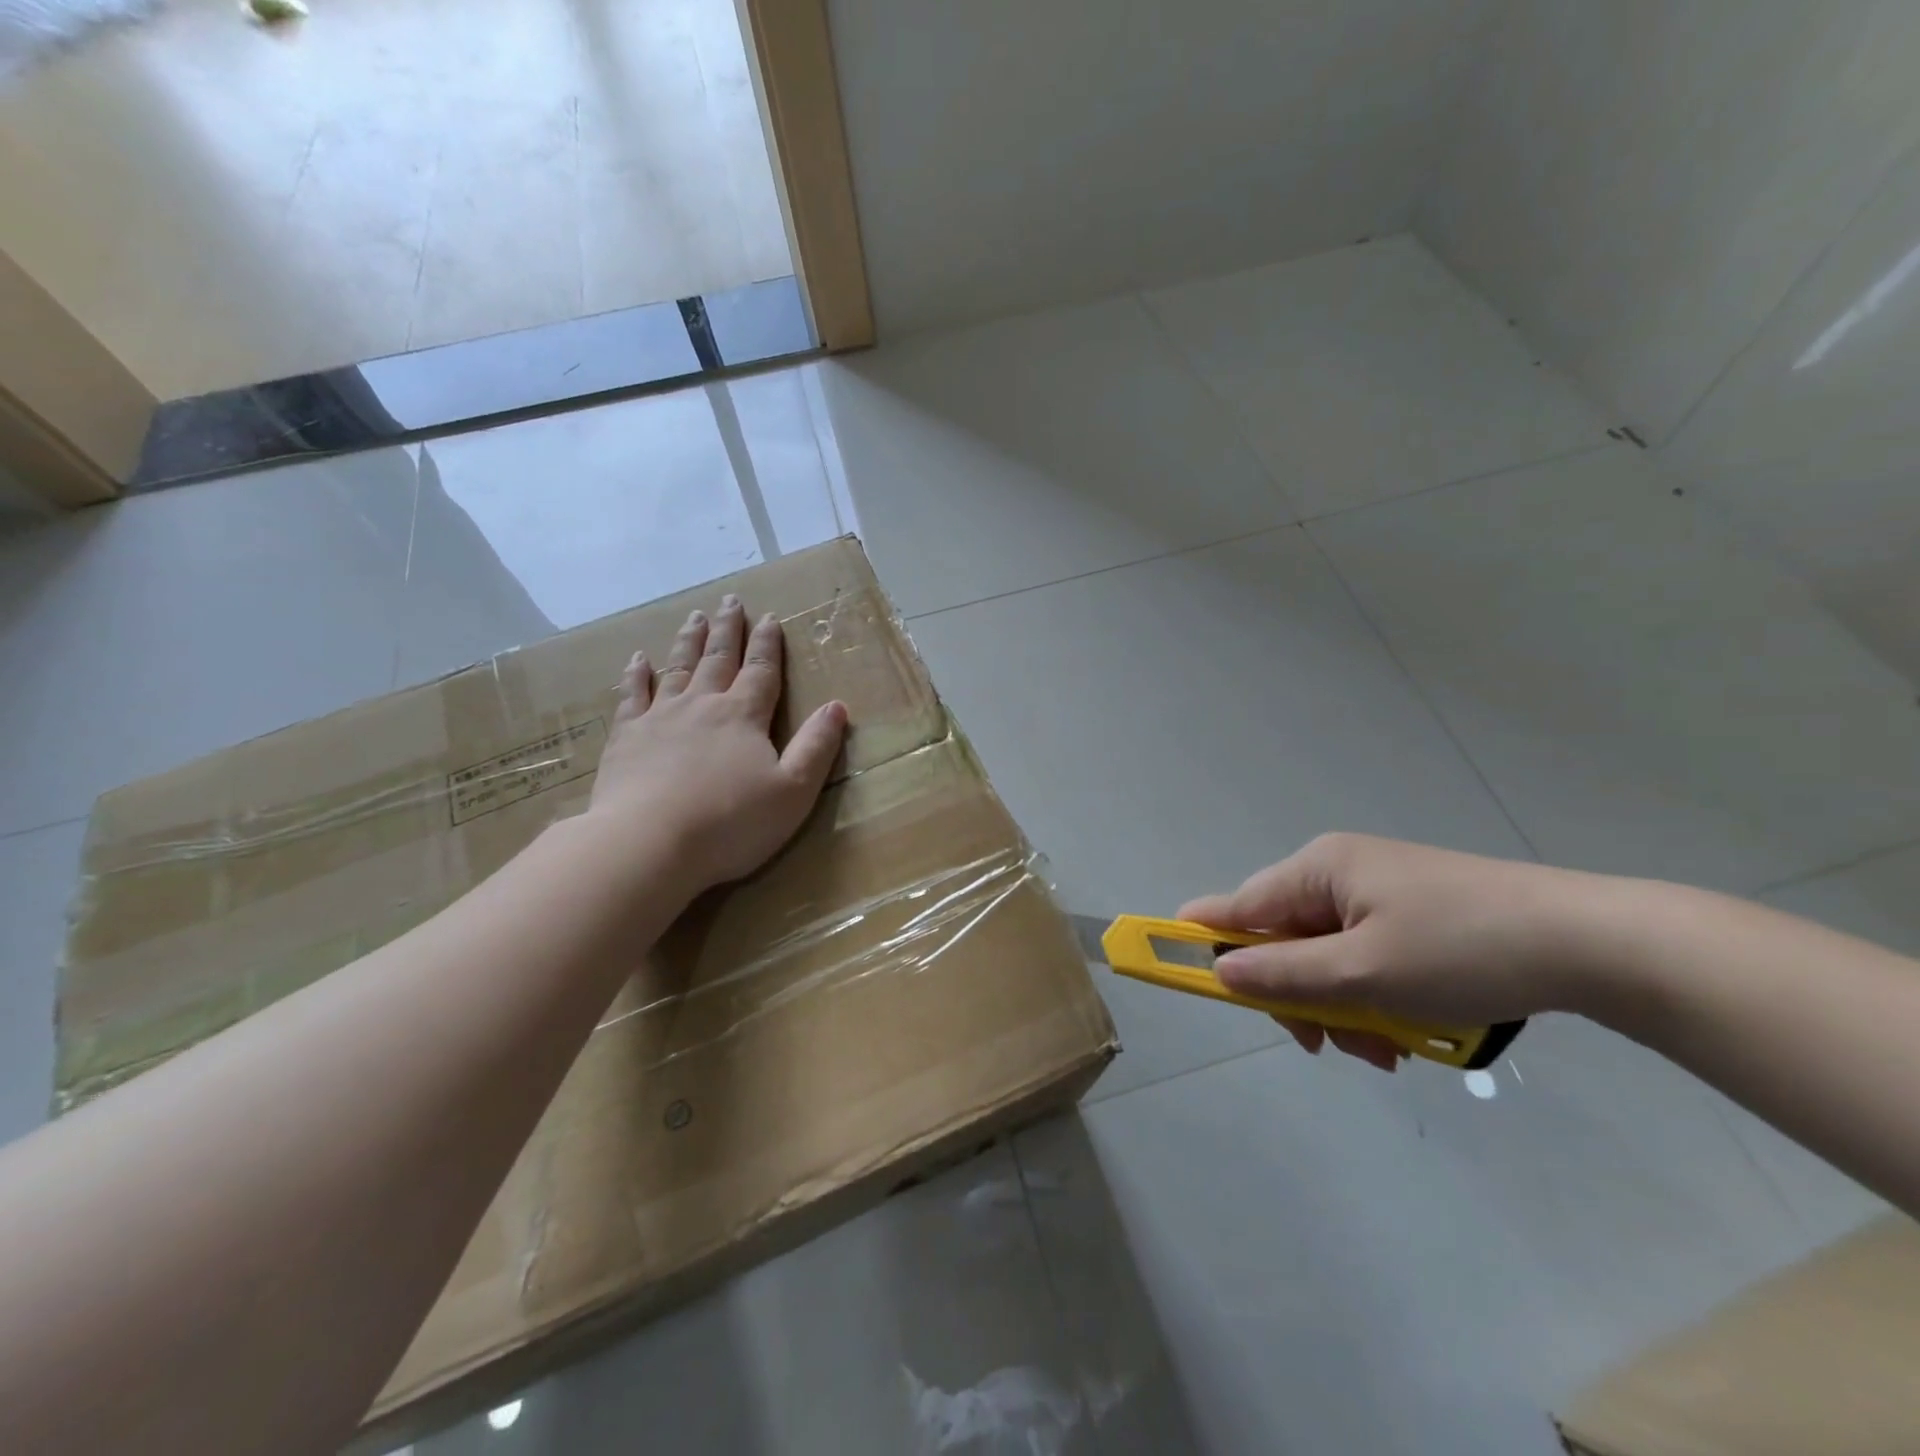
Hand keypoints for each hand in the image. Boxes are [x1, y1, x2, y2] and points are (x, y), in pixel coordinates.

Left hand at [585, 595, 846, 893]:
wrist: (649, 843)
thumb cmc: (731, 822)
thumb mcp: (793, 790)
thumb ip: (816, 747)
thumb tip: (837, 706)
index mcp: (744, 716)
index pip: (761, 671)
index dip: (768, 644)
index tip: (770, 617)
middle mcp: (703, 705)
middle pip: (718, 658)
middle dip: (728, 629)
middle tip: (730, 600)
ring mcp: (660, 717)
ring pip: (678, 668)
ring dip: (689, 641)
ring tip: (694, 616)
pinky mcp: (626, 737)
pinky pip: (633, 694)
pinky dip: (637, 674)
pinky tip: (638, 659)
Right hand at [1179, 834, 1596, 1071]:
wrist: (1591, 942)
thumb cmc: (1461, 950)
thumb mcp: (1363, 972)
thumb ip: (1282, 973)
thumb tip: (1217, 970)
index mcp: (1317, 869)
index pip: (1236, 907)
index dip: (1206, 944)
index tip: (1190, 984)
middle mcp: (1338, 872)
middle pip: (1283, 940)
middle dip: (1300, 996)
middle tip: (1332, 1044)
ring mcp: (1378, 893)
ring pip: (1327, 958)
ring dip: (1343, 1007)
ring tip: (1389, 1049)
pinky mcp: (1413, 914)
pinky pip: (1366, 958)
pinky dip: (1376, 996)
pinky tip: (1409, 1031)